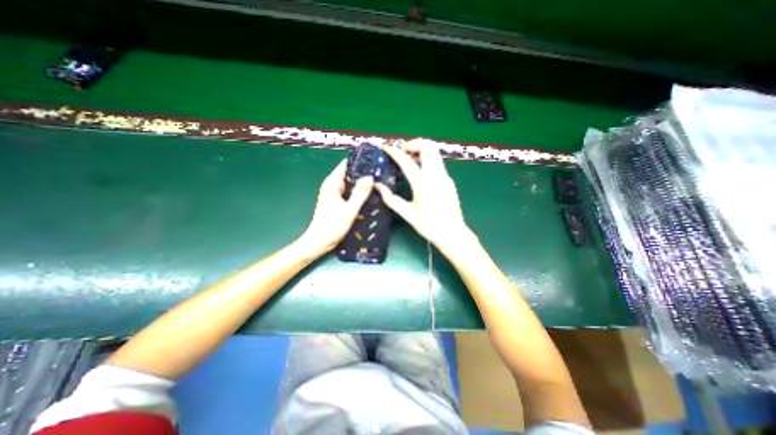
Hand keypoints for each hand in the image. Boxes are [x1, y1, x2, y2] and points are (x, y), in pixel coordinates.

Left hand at [301, 159, 374, 254]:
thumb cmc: (332, 225)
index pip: (345, 165)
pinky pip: (350, 193)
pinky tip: (370, 194)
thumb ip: (360, 193)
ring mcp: (335, 195)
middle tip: (380, 172)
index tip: (373, 160)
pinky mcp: (338, 202)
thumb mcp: (349, 209)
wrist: (319, 242)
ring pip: (350, 184)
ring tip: (378, 181)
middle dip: (363, 172)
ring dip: (361, 183)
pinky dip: (358, 192)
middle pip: (349, 174)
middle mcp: (333, 186)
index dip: (359, 161)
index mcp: (332, 183)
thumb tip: (370, 177)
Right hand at [375, 145, 476, 253]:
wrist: (453, 234)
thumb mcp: (407, 214)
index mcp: (422, 184)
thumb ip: (390, 199)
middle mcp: (435, 175)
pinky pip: (437, 162)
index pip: (406, 161)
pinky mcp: (449, 180)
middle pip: (427, 146)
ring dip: (421, 150)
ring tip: (410, 160)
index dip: (394, 152)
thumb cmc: (428, 226)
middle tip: (402, 153)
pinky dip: (427, 159)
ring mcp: (445, 176)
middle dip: (413, 144)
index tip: (386, 147)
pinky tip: (420, 172)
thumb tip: (378, 186)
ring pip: (434, 152)